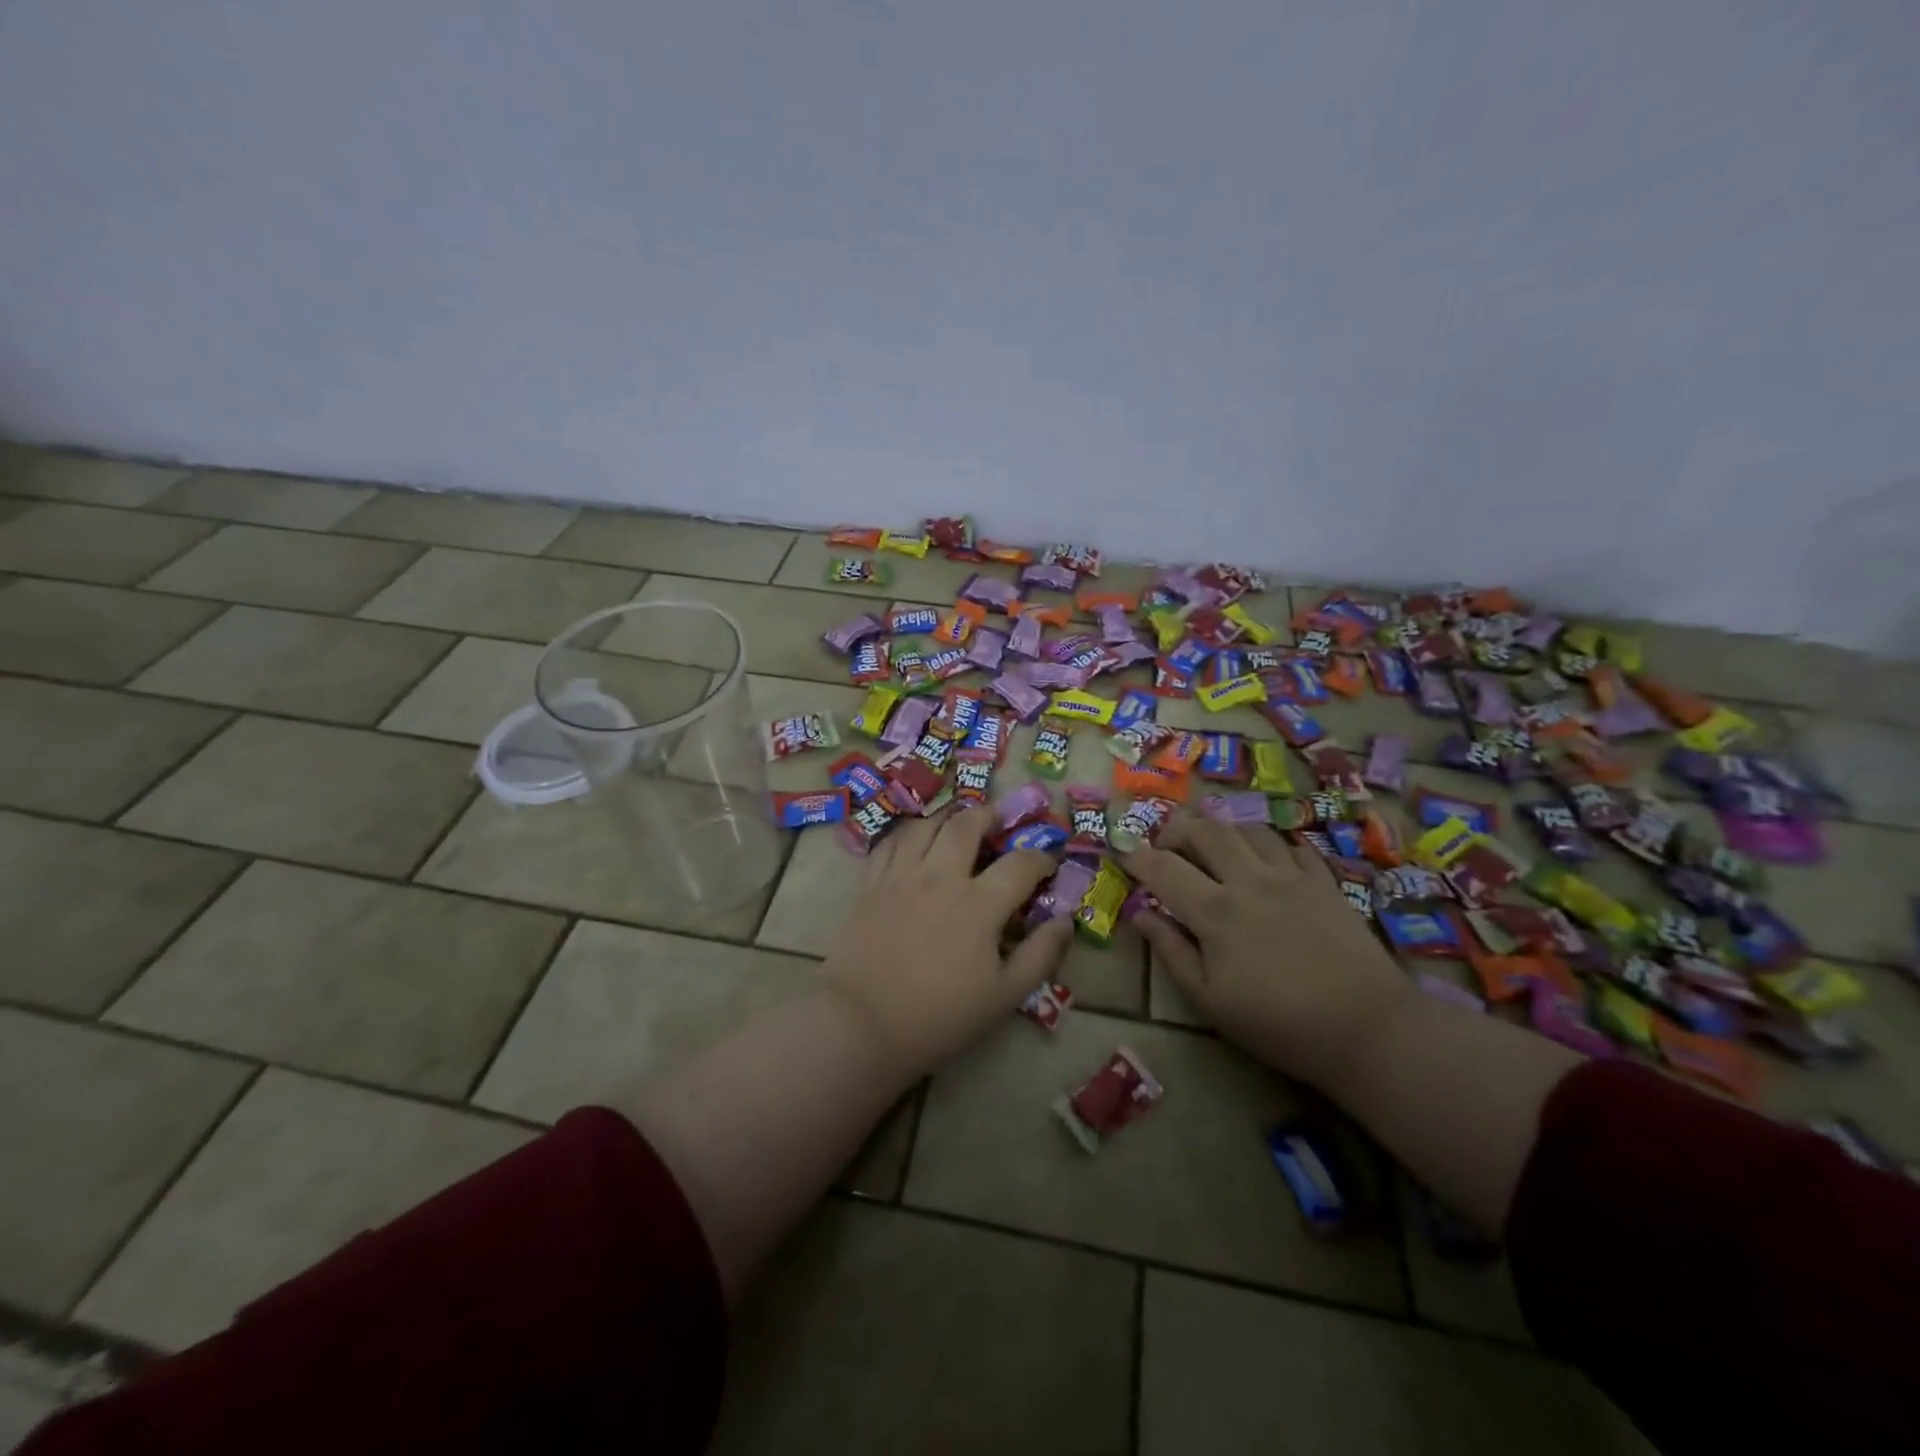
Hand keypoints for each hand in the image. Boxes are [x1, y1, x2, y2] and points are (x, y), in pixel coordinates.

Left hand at [821, 807, 1072, 1080]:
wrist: (862, 1024)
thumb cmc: (939, 1016)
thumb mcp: (1004, 996)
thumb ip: (1040, 955)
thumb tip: (1065, 921)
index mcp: (979, 904)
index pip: (1020, 864)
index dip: (1040, 858)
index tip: (1047, 863)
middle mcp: (940, 877)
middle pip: (966, 826)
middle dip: (988, 816)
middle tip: (997, 819)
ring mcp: (901, 876)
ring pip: (925, 826)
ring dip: (947, 818)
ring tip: (957, 823)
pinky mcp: (870, 885)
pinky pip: (889, 843)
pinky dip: (908, 834)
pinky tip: (914, 841)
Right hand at [1123, 818, 1412, 1090]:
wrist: (1367, 1028)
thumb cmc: (1278, 1023)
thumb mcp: (1210, 1000)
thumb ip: (1171, 951)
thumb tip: (1140, 914)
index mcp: (1214, 911)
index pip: (1163, 868)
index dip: (1138, 857)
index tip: (1125, 855)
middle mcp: (1248, 880)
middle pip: (1205, 831)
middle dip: (1177, 829)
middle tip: (1167, 846)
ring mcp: (1290, 875)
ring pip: (1247, 829)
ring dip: (1222, 832)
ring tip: (1215, 850)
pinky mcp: (1324, 881)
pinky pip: (1290, 844)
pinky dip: (1268, 845)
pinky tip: (1266, 863)